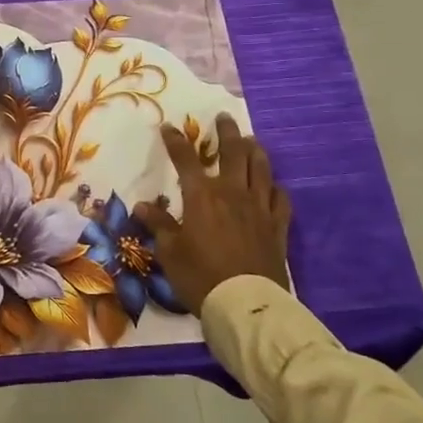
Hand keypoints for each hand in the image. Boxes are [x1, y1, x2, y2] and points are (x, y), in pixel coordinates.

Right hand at [135, 115, 291, 311]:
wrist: (246, 304)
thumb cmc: (200, 275)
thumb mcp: (169, 251)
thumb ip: (159, 225)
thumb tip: (142, 206)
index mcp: (202, 196)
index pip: (185, 159)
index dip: (176, 141)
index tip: (168, 127)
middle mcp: (232, 193)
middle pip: (233, 153)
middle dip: (227, 132)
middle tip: (223, 118)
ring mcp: (259, 209)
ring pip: (261, 169)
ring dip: (255, 151)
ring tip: (251, 141)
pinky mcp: (277, 227)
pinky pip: (281, 199)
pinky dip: (275, 187)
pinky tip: (272, 185)